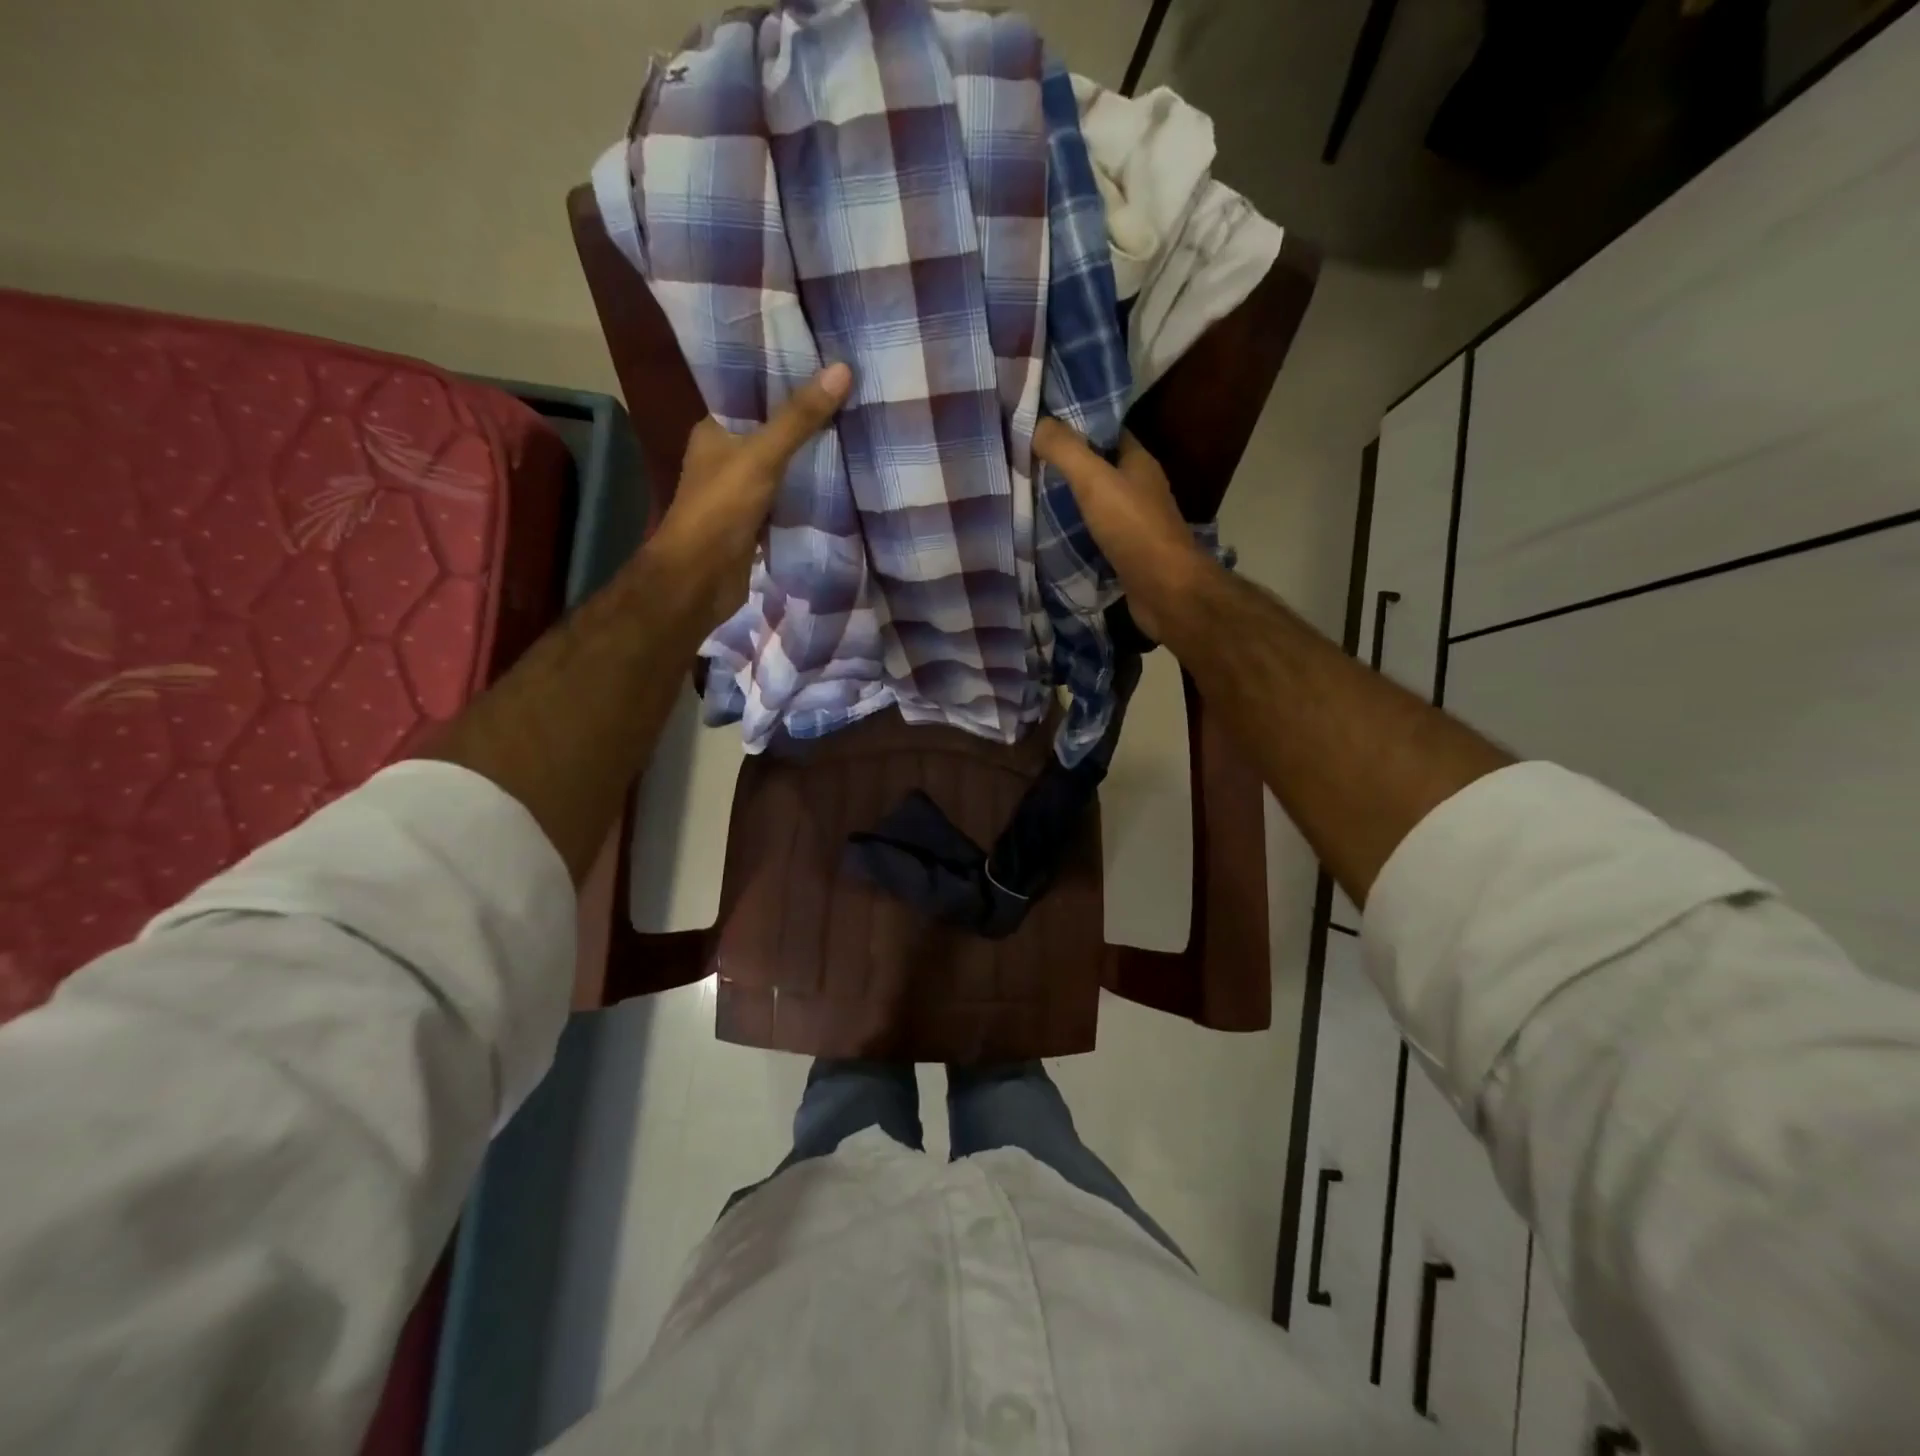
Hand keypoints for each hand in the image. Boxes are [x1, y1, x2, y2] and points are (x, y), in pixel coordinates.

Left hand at [645, 362, 853, 631]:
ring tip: (855, 431)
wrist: (700, 579)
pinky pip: (789, 499)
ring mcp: (741, 493)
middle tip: (852, 396)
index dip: (785, 377)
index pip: (752, 393)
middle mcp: (726, 458)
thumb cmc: (720, 509)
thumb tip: (842, 369)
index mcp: (714, 431)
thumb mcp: (761, 456)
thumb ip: (799, 418)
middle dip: (806, 419)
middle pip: (772, 431)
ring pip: (783, 467)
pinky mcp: (757, 523)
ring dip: (811, 458)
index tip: (825, 364)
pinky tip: (841, 480)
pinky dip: (810, 493)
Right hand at [1032, 420, 1207, 642]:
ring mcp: (1135, 523)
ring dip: (1068, 501)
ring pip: (1096, 503)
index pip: (1106, 432)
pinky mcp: (1127, 553)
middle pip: (1099, 468)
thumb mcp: (1095, 481)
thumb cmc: (1134, 529)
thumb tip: (1036, 422)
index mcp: (1138, 462)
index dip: (1077, 424)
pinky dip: (1075, 533)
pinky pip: (1095, 535)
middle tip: (1026, 462)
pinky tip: (1049, 535)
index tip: (1041, 425)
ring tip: (1029, 496)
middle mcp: (1140, 488)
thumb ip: (1066, 451)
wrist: (1165, 590)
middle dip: (1067, 465)